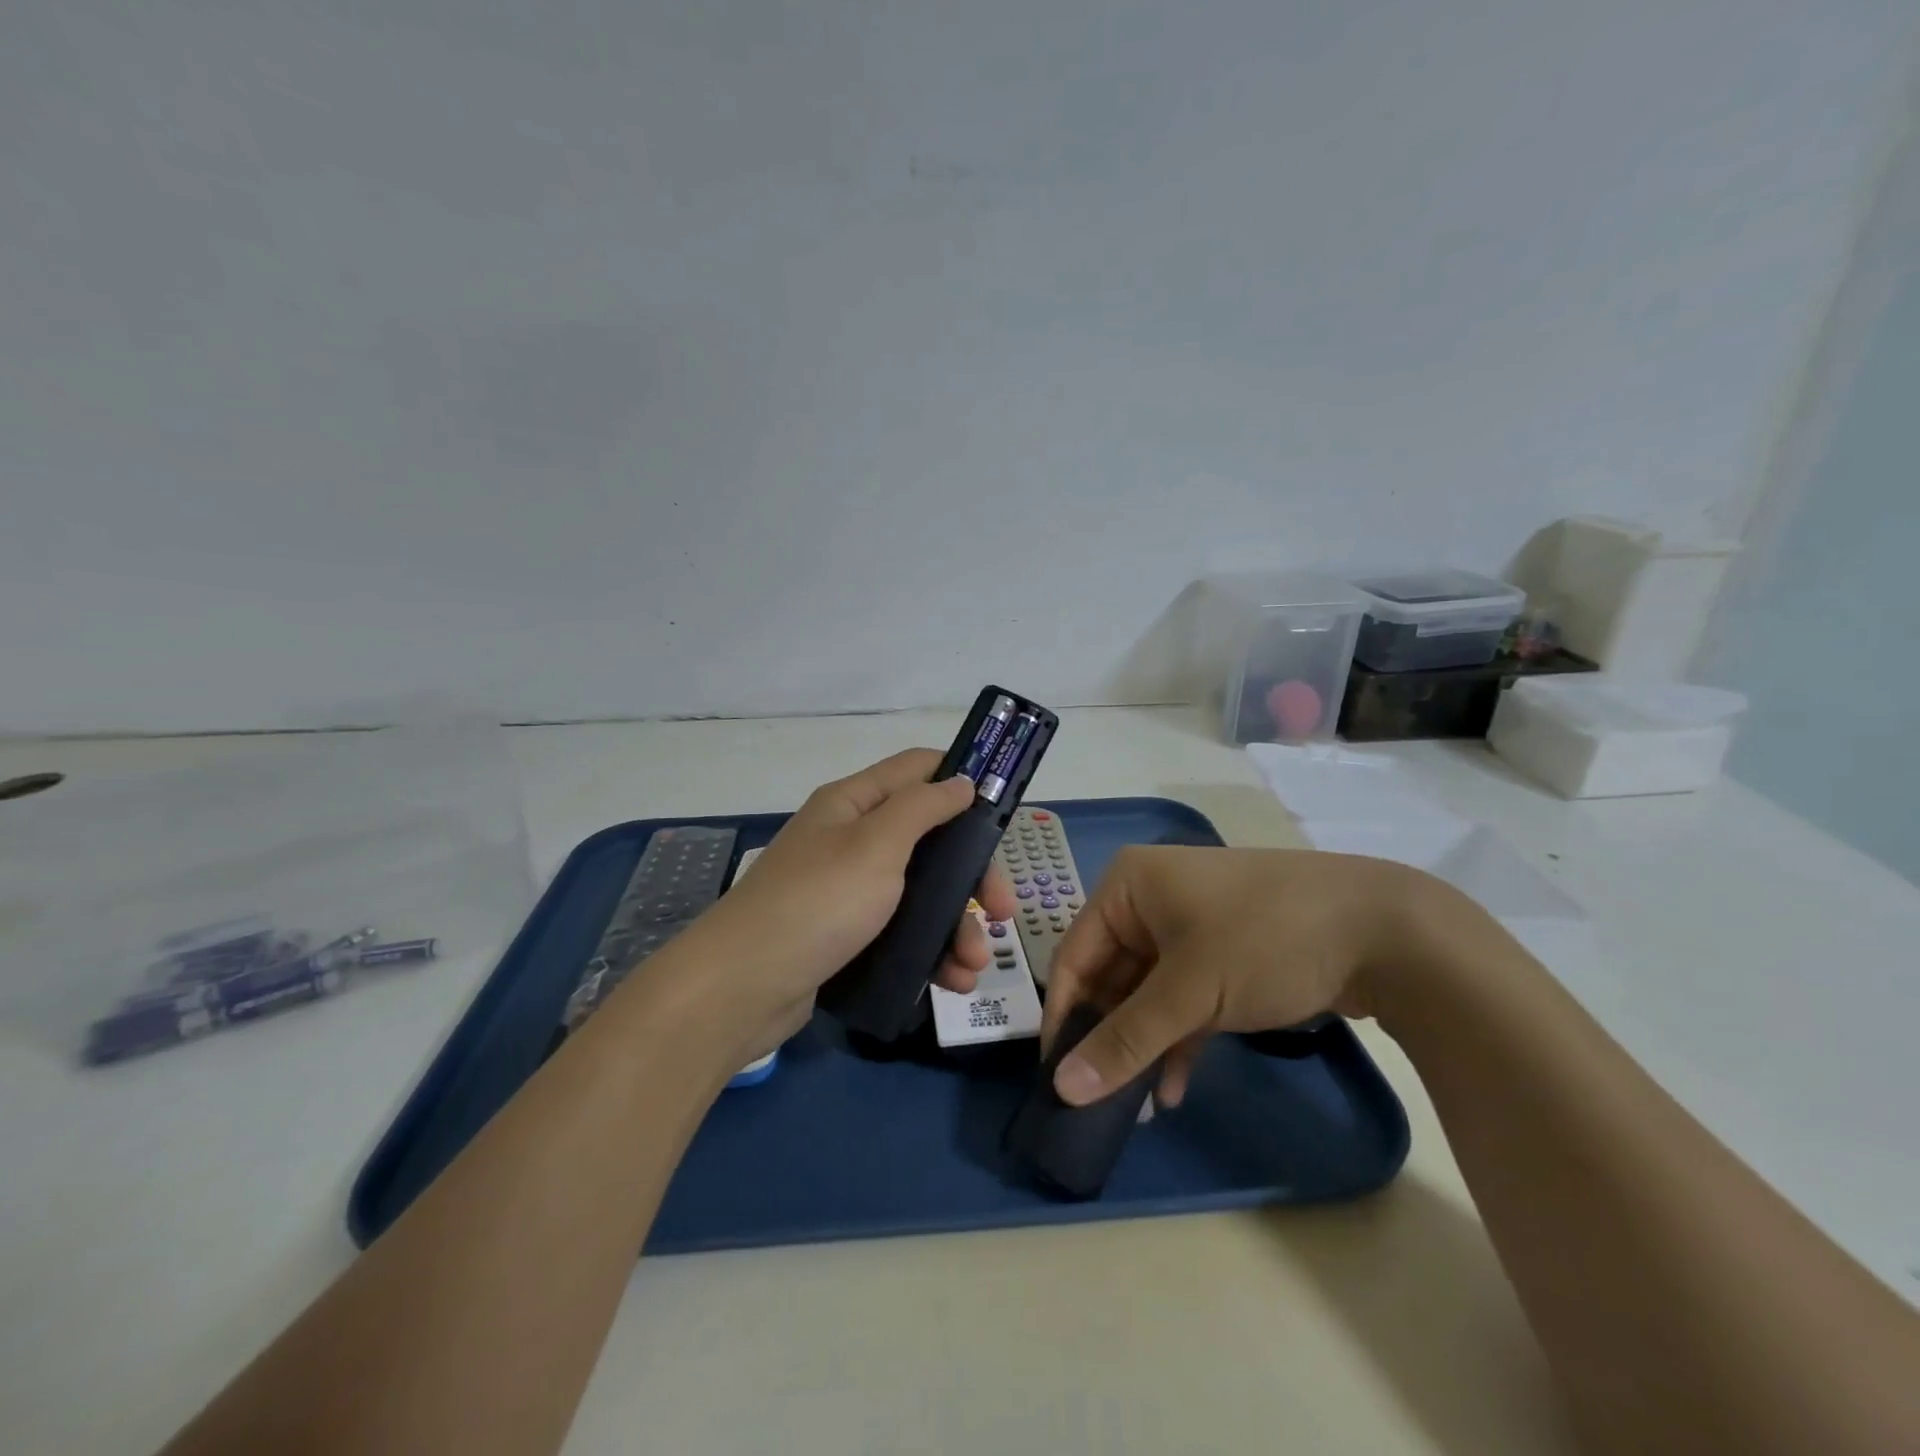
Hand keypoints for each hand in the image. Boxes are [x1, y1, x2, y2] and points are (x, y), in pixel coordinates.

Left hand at [677, 749, 1015, 1051]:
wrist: (741, 989)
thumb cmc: (817, 903)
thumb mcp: (876, 845)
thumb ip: (923, 807)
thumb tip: (961, 780)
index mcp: (853, 804)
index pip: (917, 769)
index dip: (961, 778)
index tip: (1004, 805)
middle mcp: (851, 840)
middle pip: (929, 840)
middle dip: (972, 874)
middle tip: (1004, 910)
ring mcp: (847, 890)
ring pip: (920, 893)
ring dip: (957, 924)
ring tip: (975, 964)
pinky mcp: (846, 936)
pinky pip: (901, 934)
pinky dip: (930, 952)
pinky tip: (952, 981)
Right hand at [1041, 845, 1434, 1107]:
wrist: (1384, 930)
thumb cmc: (1265, 940)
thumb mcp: (1190, 991)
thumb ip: (1125, 1040)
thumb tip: (1062, 1089)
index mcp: (1128, 886)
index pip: (1075, 955)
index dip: (1064, 1016)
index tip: (1056, 1076)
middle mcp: (1151, 900)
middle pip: (1111, 976)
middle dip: (1109, 1037)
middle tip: (1098, 1099)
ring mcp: (1190, 927)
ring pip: (1148, 993)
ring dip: (1143, 1044)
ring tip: (1135, 1107)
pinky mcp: (1224, 955)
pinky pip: (1183, 998)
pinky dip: (1176, 1038)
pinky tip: (1173, 1089)